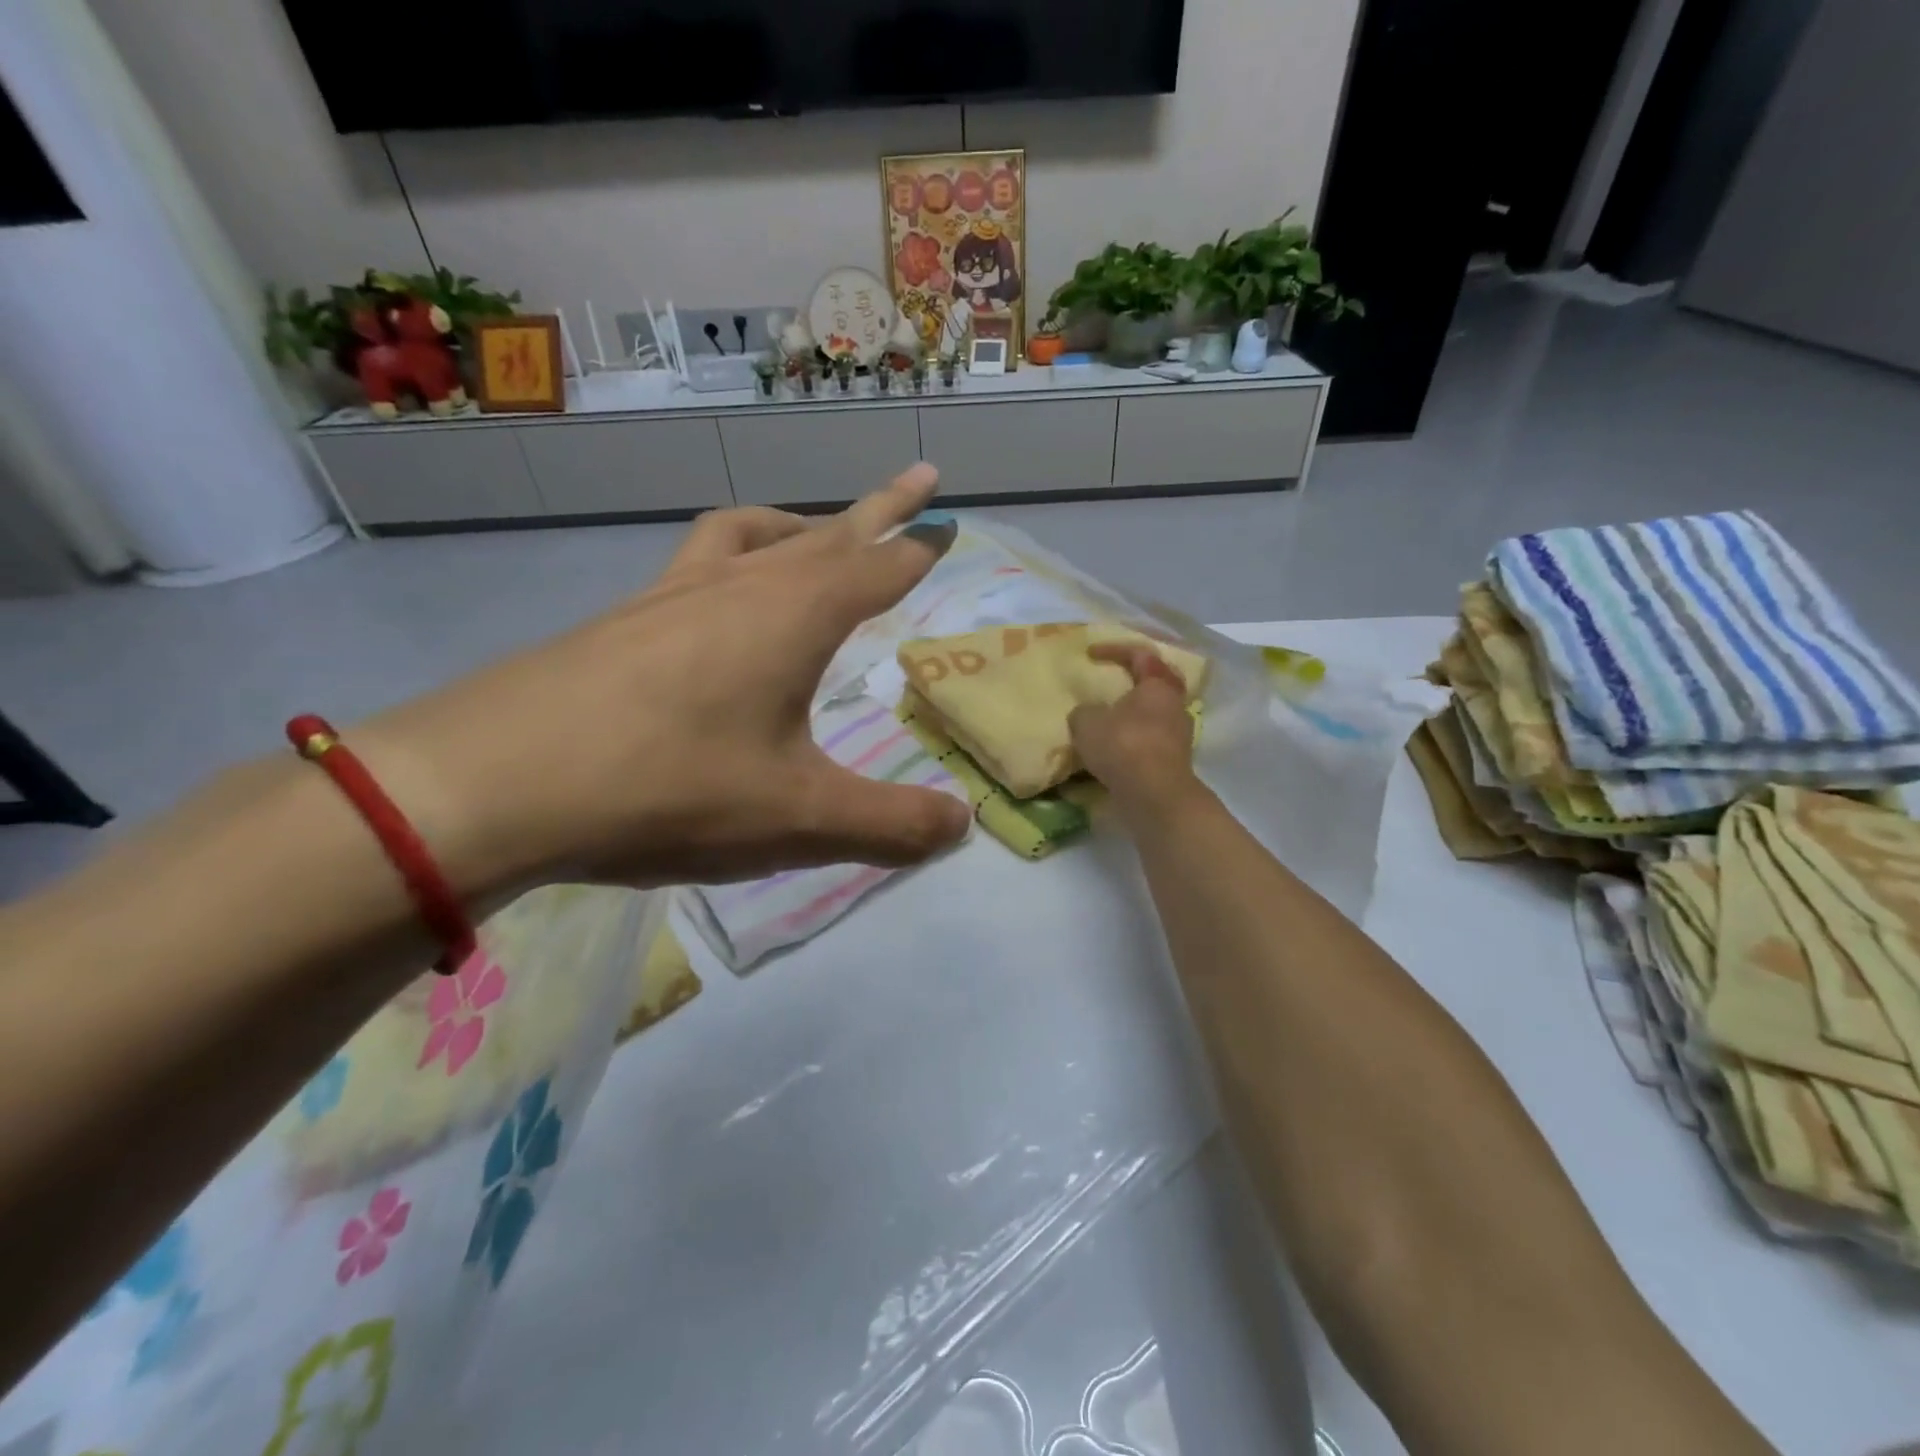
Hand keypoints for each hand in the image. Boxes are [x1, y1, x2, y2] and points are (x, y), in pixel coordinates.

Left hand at [354, 465, 971, 893]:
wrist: (488, 784)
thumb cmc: (666, 790)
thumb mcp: (798, 820)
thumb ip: (890, 824)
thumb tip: (961, 825)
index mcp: (794, 616)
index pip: (878, 567)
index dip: (920, 547)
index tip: (950, 523)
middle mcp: (738, 586)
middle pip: (825, 533)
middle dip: (878, 510)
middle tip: (918, 480)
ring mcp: (671, 595)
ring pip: (751, 536)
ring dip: (798, 526)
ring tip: (816, 534)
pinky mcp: (621, 621)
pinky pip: (696, 565)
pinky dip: (732, 559)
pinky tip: (718, 603)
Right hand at [1067, 643, 1199, 810]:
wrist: (1155, 795)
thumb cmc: (1123, 746)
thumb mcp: (1087, 722)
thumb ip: (1084, 711)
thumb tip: (1088, 713)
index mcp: (1158, 685)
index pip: (1141, 655)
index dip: (1114, 650)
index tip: (1091, 654)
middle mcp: (1175, 705)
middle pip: (1157, 683)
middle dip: (1135, 680)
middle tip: (1114, 682)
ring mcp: (1180, 734)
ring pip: (1156, 714)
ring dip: (1134, 713)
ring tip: (1111, 719)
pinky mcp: (1175, 761)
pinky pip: (1153, 740)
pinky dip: (1135, 739)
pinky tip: (1116, 748)